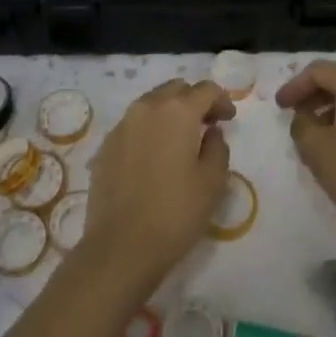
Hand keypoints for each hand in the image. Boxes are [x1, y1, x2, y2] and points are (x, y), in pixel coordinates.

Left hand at [83, 79, 234, 290]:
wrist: (121, 247)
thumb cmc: (176, 213)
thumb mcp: (213, 182)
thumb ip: (218, 147)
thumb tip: (210, 132)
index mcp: (177, 111)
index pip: (206, 89)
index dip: (222, 100)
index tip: (228, 119)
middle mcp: (147, 107)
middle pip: (176, 89)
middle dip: (194, 101)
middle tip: (207, 125)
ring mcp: (123, 125)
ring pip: (152, 103)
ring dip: (170, 112)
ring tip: (181, 140)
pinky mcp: (106, 145)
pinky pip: (134, 124)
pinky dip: (150, 129)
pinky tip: (155, 156)